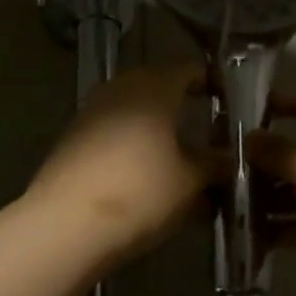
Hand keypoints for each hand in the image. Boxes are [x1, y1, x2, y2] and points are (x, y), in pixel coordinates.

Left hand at [27, 62, 211, 262]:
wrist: (66, 226)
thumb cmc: (141, 191)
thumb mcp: (191, 181)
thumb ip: (215, 164)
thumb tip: (229, 158)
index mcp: (154, 87)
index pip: (190, 69)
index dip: (212, 83)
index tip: (229, 103)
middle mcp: (120, 89)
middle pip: (159, 89)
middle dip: (183, 108)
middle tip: (206, 133)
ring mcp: (91, 113)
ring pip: (134, 113)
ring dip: (157, 132)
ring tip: (179, 163)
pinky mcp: (72, 141)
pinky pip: (114, 135)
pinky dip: (134, 148)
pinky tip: (147, 179)